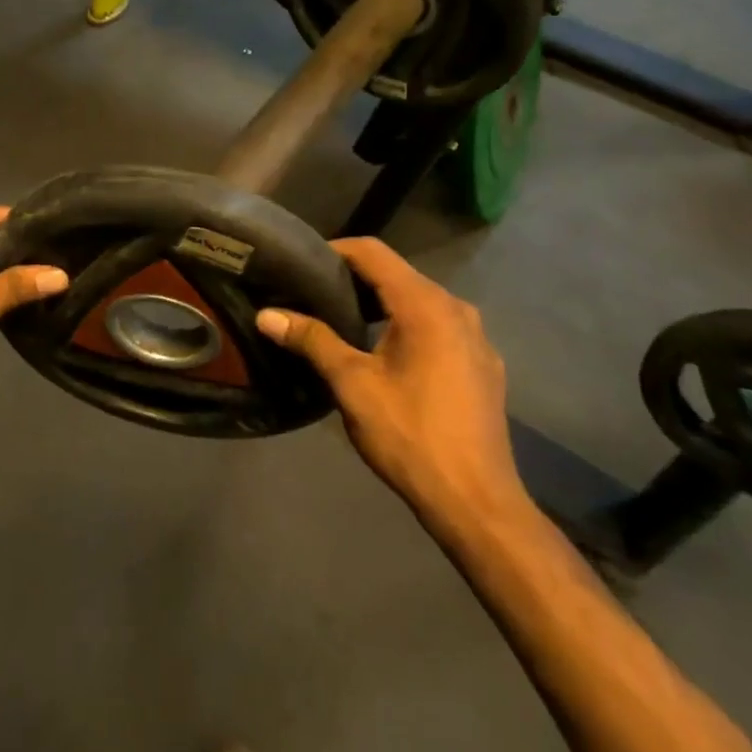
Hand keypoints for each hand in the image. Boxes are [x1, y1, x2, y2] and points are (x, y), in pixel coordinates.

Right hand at [255, 238, 524, 522]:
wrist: (476, 501)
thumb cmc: (409, 435)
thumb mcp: (352, 384)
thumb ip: (311, 340)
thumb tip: (267, 314)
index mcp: (425, 305)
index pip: (373, 252)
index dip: (334, 251)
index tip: (301, 265)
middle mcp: (456, 309)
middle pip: (398, 274)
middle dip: (355, 279)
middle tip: (313, 295)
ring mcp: (476, 337)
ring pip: (420, 301)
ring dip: (380, 305)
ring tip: (342, 323)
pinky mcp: (484, 364)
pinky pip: (439, 327)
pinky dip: (407, 326)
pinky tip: (386, 355)